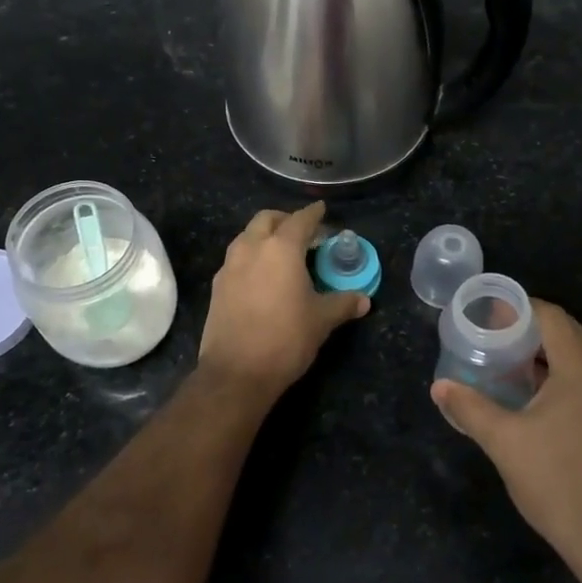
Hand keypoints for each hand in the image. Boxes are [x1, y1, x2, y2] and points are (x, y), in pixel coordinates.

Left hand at [200, 201, 368, 397]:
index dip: (313, 213)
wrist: (236, 373)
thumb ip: (343, 304)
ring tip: (281, 253)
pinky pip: (236, 259)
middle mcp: (251, 248)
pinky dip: (251, 257)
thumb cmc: (286, 339)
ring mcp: (229, 267)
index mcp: (281, 249)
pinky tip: (261, 277)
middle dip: (285, 219)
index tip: (322, 209)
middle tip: (302, 232)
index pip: (300, 220)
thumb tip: (364, 300)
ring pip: (247, 237)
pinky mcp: (217, 287)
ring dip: (264, 236)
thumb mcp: (322, 320)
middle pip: (266, 220)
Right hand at [432, 301, 581, 582]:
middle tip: (489, 333)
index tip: (486, 313)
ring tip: (503, 359)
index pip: (551, 317)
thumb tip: (439, 386)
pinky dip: (555, 373)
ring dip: (542, 351)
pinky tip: (528, 394)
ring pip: (576, 357)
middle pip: (566, 332)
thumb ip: (469, 407)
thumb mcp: (504, 441)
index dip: (519, 307)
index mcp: (580, 369)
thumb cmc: (557, 481)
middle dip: (529, 327)